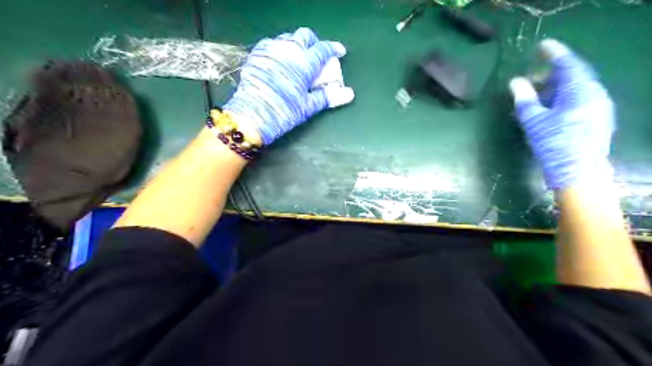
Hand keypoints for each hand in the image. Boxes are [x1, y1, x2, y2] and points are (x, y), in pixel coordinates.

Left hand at [225, 27, 354, 145]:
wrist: (251, 116)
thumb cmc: (283, 112)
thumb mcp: (308, 107)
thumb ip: (328, 97)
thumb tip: (349, 94)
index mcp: (304, 63)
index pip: (323, 49)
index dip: (333, 48)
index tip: (340, 51)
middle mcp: (288, 51)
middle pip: (304, 36)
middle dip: (314, 42)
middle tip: (317, 54)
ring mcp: (271, 50)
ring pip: (287, 38)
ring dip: (297, 45)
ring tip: (298, 58)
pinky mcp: (257, 54)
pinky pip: (271, 44)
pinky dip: (280, 49)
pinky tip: (280, 61)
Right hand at [509, 38, 616, 189]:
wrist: (579, 173)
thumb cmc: (555, 145)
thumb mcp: (534, 121)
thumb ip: (525, 99)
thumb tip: (515, 82)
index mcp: (582, 91)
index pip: (568, 64)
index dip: (554, 54)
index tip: (541, 46)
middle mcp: (594, 95)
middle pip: (573, 76)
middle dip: (550, 74)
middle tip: (530, 76)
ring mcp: (597, 107)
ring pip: (574, 89)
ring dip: (554, 88)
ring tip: (534, 93)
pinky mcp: (594, 119)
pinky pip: (577, 100)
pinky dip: (560, 98)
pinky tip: (547, 107)